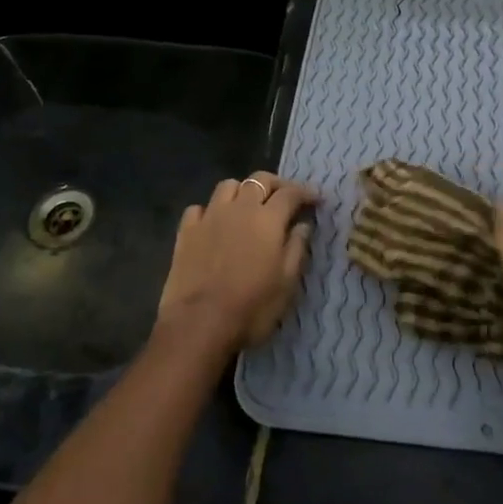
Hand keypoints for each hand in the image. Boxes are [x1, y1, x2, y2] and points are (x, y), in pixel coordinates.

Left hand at [156, 172, 318, 354]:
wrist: (199, 323)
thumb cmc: (251, 307)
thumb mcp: (286, 283)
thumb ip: (297, 248)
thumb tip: (302, 225)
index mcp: (268, 219)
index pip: (290, 193)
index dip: (306, 193)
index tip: (316, 201)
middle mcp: (239, 208)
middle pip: (259, 179)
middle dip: (276, 184)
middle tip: (286, 198)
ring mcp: (209, 216)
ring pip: (227, 186)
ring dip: (242, 190)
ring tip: (248, 206)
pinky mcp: (186, 231)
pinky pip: (199, 208)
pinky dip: (210, 210)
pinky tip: (214, 224)